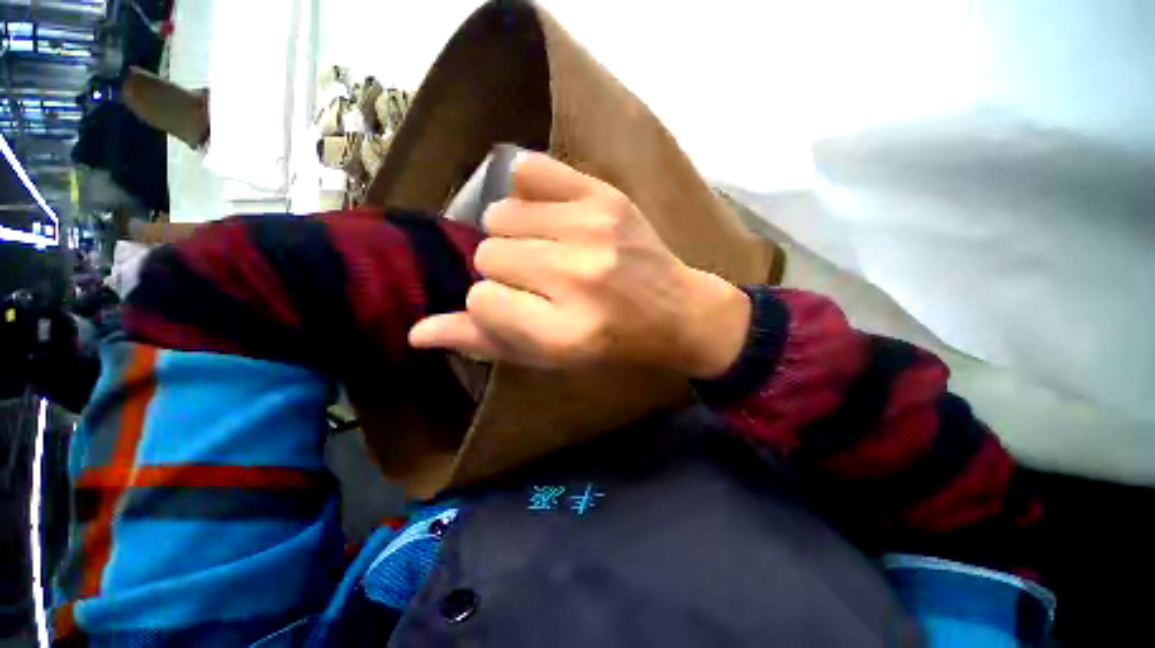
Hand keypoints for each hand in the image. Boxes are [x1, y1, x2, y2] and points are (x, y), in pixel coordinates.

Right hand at [408, 153, 750, 379]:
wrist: (674, 311)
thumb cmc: (610, 342)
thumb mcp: (550, 357)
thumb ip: (486, 342)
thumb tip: (418, 332)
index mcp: (564, 332)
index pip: (481, 301)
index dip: (491, 305)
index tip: (518, 307)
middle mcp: (578, 277)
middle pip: (489, 254)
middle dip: (505, 271)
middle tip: (539, 280)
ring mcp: (595, 231)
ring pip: (502, 215)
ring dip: (515, 235)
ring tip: (547, 250)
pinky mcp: (606, 196)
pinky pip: (529, 171)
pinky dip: (528, 194)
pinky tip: (551, 218)